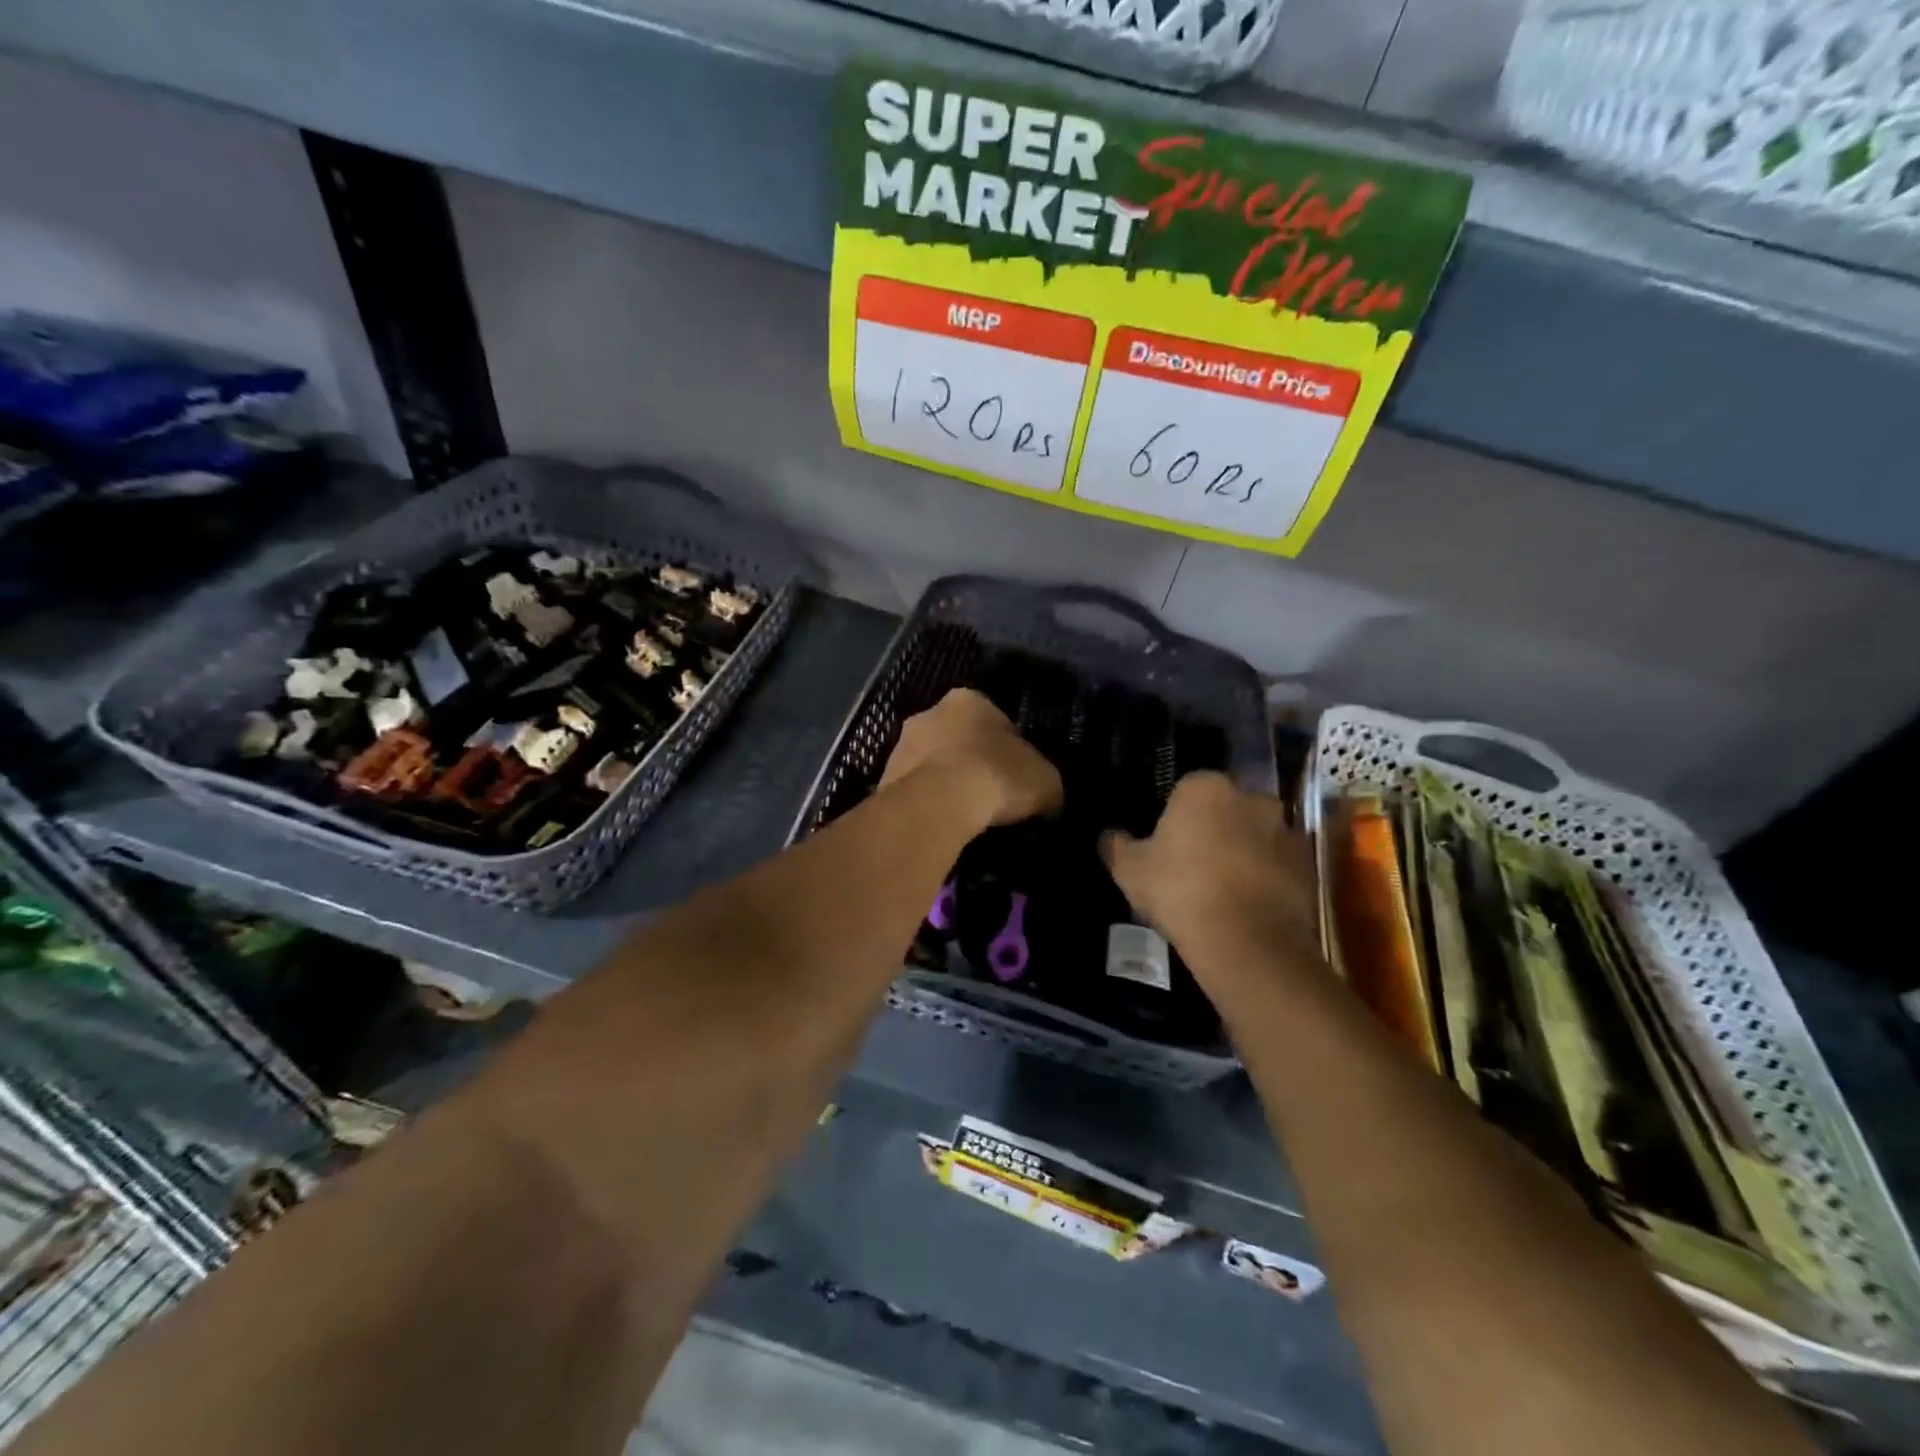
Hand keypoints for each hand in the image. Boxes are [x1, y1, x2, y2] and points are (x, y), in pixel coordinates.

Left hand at [881, 689, 1062, 829]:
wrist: (938, 803)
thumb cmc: (997, 776)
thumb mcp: (1045, 780)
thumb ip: (1044, 781)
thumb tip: (1046, 797)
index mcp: (969, 699)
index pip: (996, 720)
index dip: (1010, 749)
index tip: (1016, 777)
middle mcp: (929, 712)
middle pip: (959, 738)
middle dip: (972, 761)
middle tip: (991, 796)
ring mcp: (900, 744)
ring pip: (932, 763)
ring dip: (946, 783)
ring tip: (966, 816)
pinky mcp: (883, 778)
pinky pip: (915, 790)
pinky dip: (928, 804)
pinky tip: (943, 824)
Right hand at [1101, 772, 1319, 981]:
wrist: (1246, 940)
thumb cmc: (1180, 891)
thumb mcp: (1130, 870)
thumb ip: (1117, 846)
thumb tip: (1109, 837)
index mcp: (1205, 787)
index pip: (1186, 790)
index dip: (1176, 818)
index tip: (1167, 846)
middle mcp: (1251, 797)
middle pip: (1226, 808)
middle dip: (1215, 829)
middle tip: (1195, 866)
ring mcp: (1286, 830)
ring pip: (1256, 835)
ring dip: (1244, 852)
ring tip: (1225, 890)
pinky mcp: (1309, 865)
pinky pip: (1280, 864)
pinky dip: (1268, 878)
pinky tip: (1249, 906)